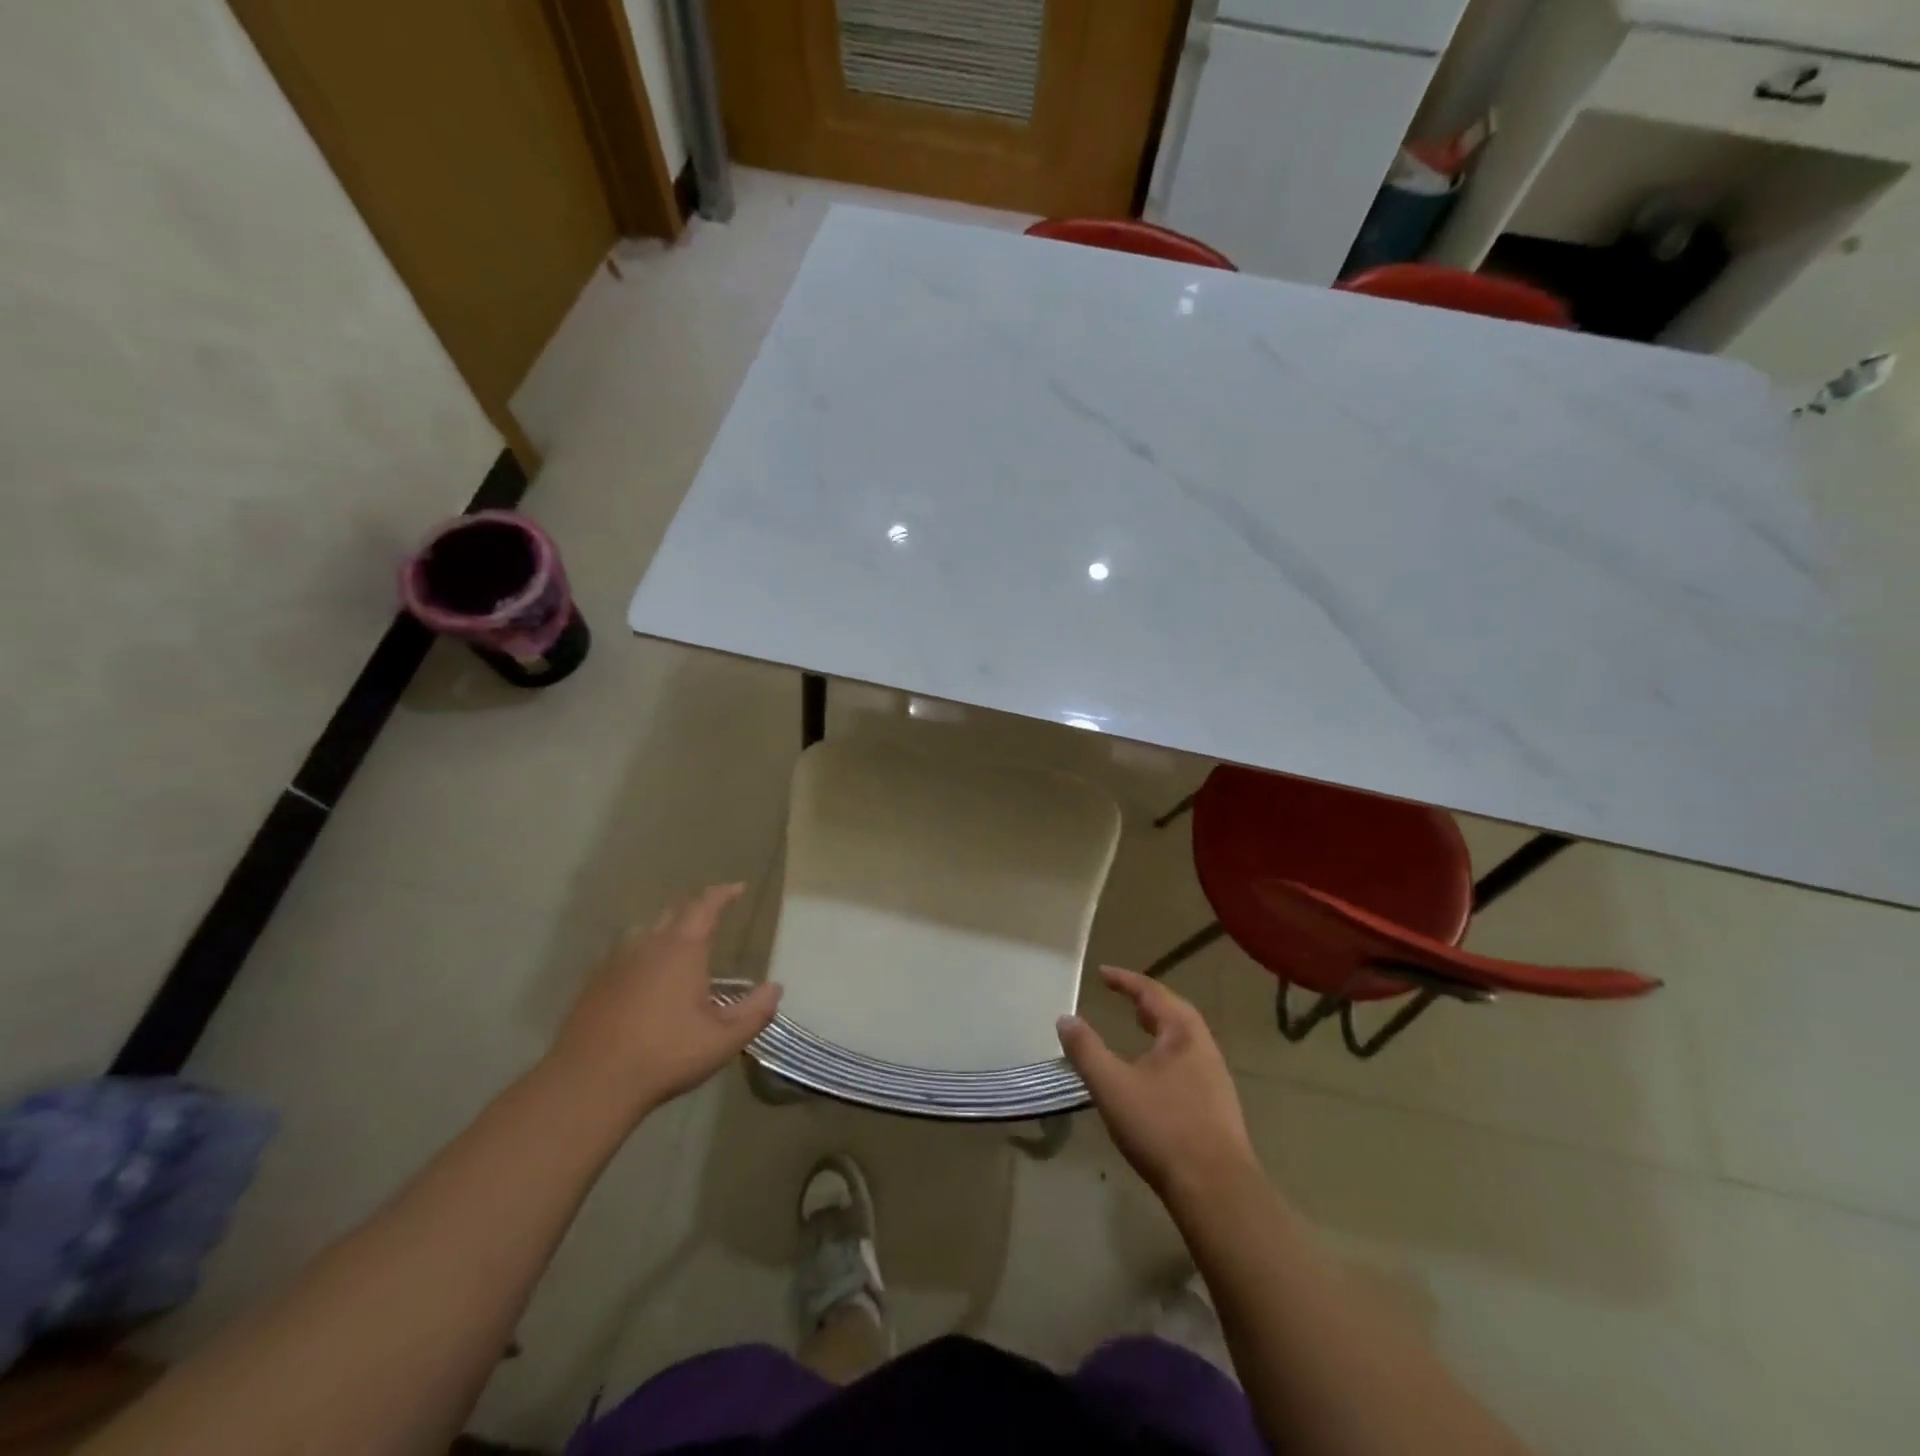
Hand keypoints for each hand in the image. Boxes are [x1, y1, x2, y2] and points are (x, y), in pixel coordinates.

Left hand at [548, 884, 781, 1117]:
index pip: (706, 906)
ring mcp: (617, 962)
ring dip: (667, 928)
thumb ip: (754, 1012)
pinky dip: (642, 952)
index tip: (737, 888)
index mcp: (683, 949)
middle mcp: (649, 945)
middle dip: (696, 907)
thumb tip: (775, 987)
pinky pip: (624, 953)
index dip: (723, 894)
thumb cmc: (665, 1055)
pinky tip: (644, 976)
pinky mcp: (595, 983)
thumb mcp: (723, 1040)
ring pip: (646, 930)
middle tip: (712, 913)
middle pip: (674, 912)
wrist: (589, 1083)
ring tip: (680, 942)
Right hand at [1058, 966, 1259, 1204]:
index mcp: (1183, 1033)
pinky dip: (1166, 1052)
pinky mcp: (1217, 1107)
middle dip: (1146, 1001)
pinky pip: (1188, 1062)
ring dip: (1158, 1026)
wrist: (1216, 1191)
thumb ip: (1086, 1050)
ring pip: (1184, 1039)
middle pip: (1175, 1012)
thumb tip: (1065, 1018)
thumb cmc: (1162, 1128)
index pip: (1152, 992)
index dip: (1125, 980)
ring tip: (1137, 1028)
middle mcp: (1204, 1048)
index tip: (1102, 973)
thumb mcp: (1112, 1086)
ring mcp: (1216, 1079)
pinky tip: (1154, 1073)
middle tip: (1122, 996)